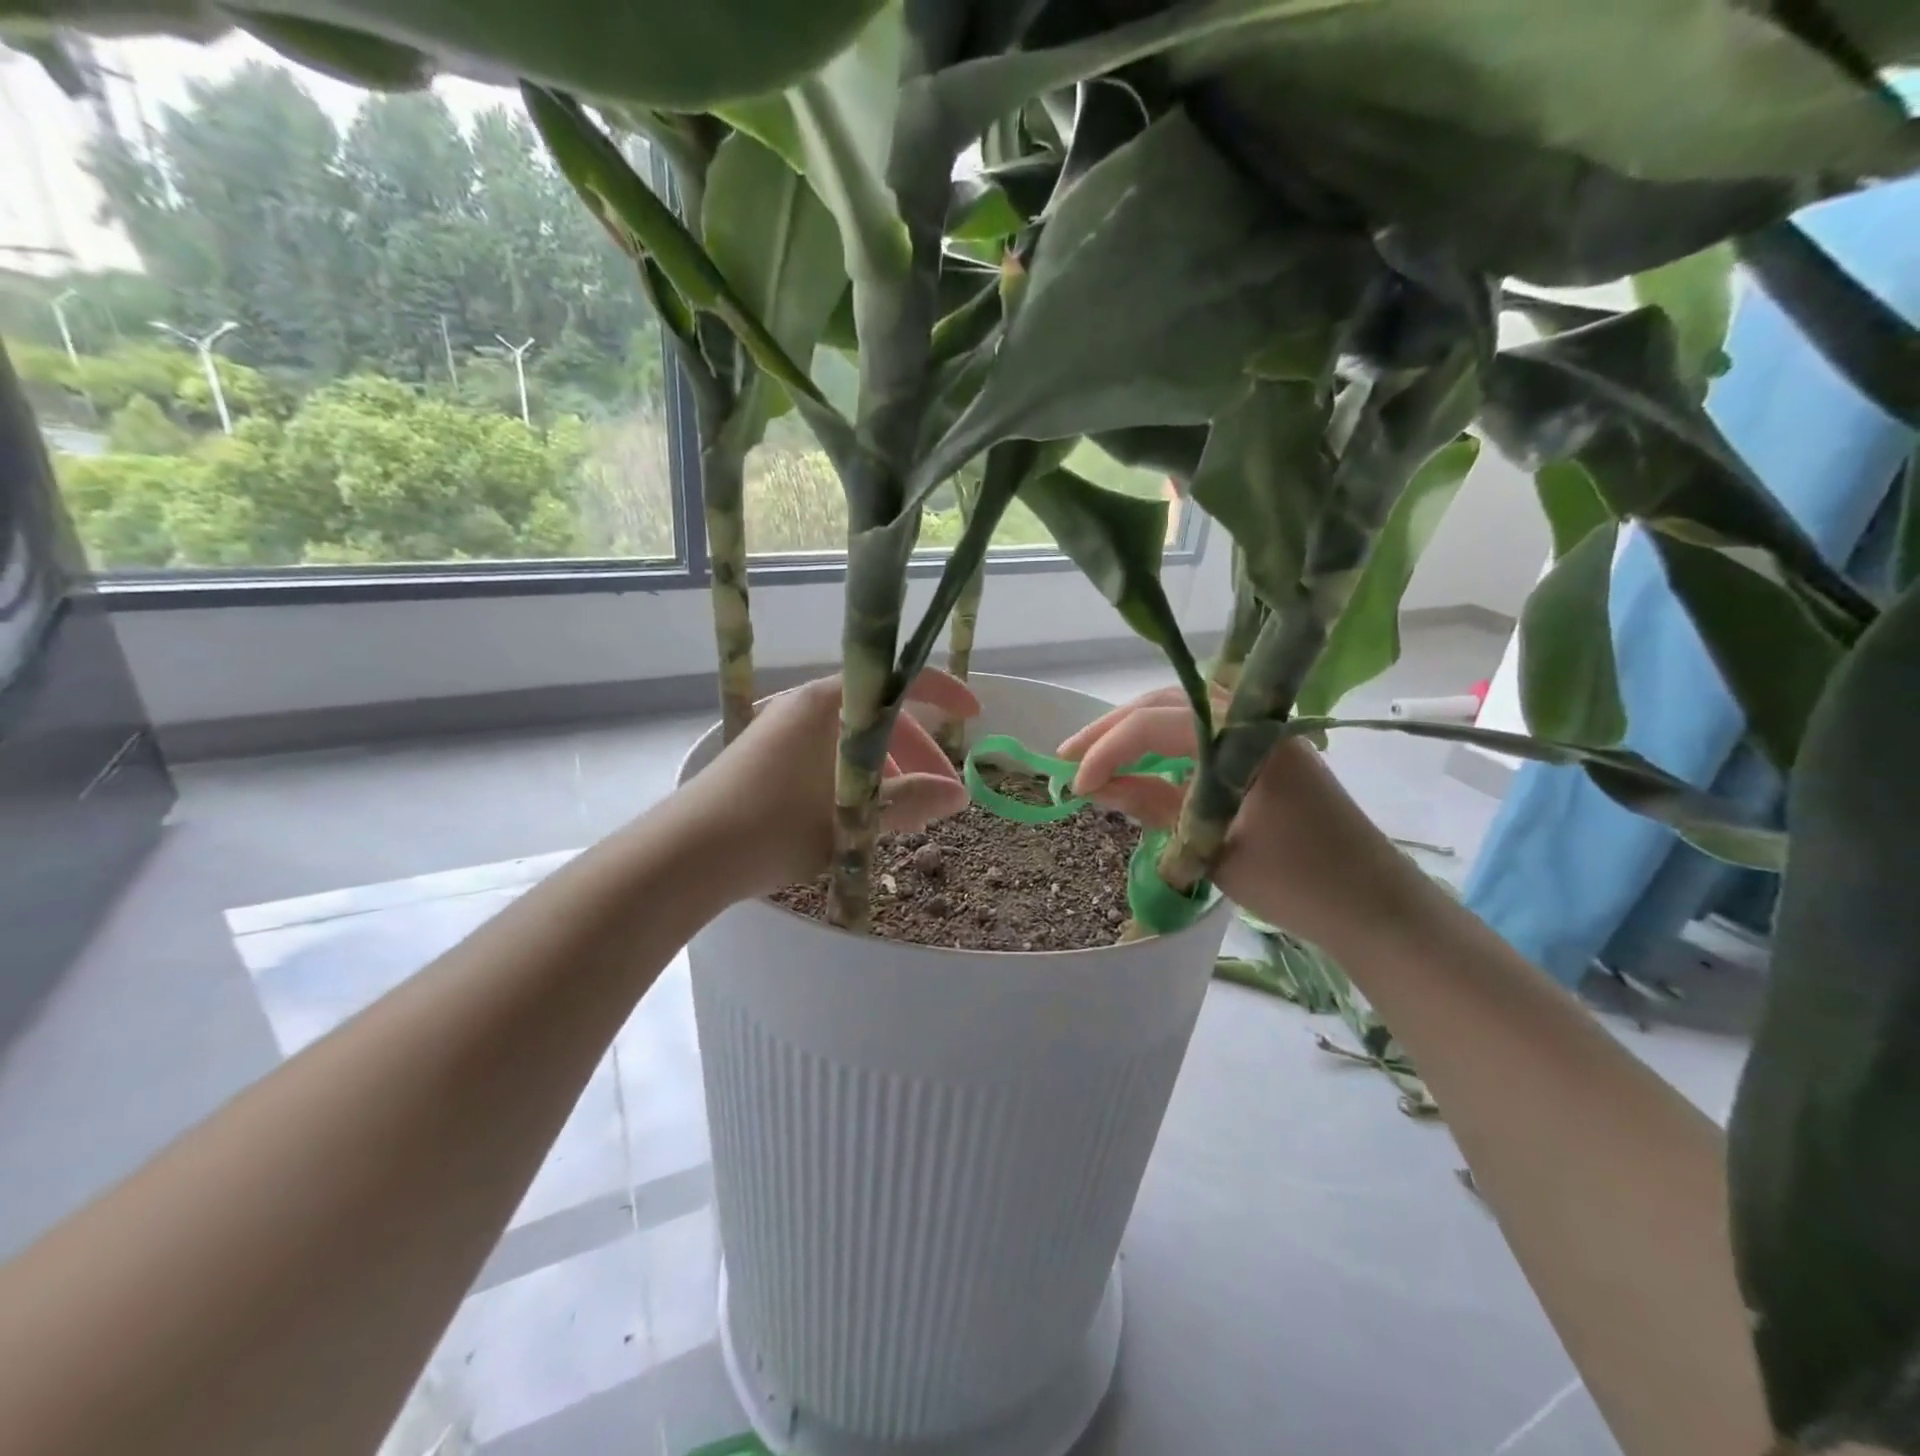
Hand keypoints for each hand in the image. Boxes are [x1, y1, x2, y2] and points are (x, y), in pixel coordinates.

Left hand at [678, 670, 981, 898]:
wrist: (687, 853)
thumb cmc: (776, 825)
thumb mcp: (852, 817)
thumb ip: (910, 802)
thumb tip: (958, 795)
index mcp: (830, 702)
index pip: (899, 682)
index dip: (943, 694)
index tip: (973, 716)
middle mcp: (806, 704)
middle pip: (878, 715)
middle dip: (917, 752)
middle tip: (938, 794)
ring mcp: (782, 729)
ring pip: (852, 739)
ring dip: (886, 769)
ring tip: (902, 814)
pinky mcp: (765, 756)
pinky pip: (826, 754)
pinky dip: (854, 776)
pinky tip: (857, 813)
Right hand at [1057, 687, 1430, 952]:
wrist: (1376, 908)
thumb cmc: (1300, 882)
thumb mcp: (1213, 846)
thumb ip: (1153, 806)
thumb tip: (1096, 787)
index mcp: (1247, 737)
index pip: (1157, 724)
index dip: (1108, 750)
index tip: (1075, 786)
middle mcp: (1254, 721)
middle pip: (1167, 705)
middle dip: (1111, 729)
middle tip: (1067, 757)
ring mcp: (1263, 734)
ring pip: (1183, 714)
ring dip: (1135, 731)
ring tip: (1093, 756)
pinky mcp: (1266, 753)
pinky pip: (1203, 733)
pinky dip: (1165, 743)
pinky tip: (1141, 763)